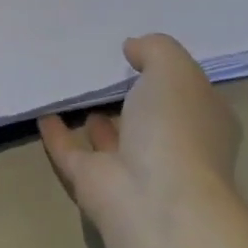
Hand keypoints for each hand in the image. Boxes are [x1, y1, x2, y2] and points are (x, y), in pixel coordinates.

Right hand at [39, 34, 241, 247]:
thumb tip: (133, 49)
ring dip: (100, 121)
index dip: (171, 76)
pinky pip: (73, 153)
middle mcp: (173, 149)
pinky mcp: (95, 185)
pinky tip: (43, 113)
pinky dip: (58, 135)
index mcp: (204, 124)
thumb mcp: (174, 69)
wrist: (154, 199)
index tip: (143, 55)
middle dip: (135, 99)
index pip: (190, 96)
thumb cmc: (176, 128)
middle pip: (152, 120)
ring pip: (114, 140)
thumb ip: (155, 50)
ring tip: (80, 90)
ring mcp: (134, 171)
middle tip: (107, 70)